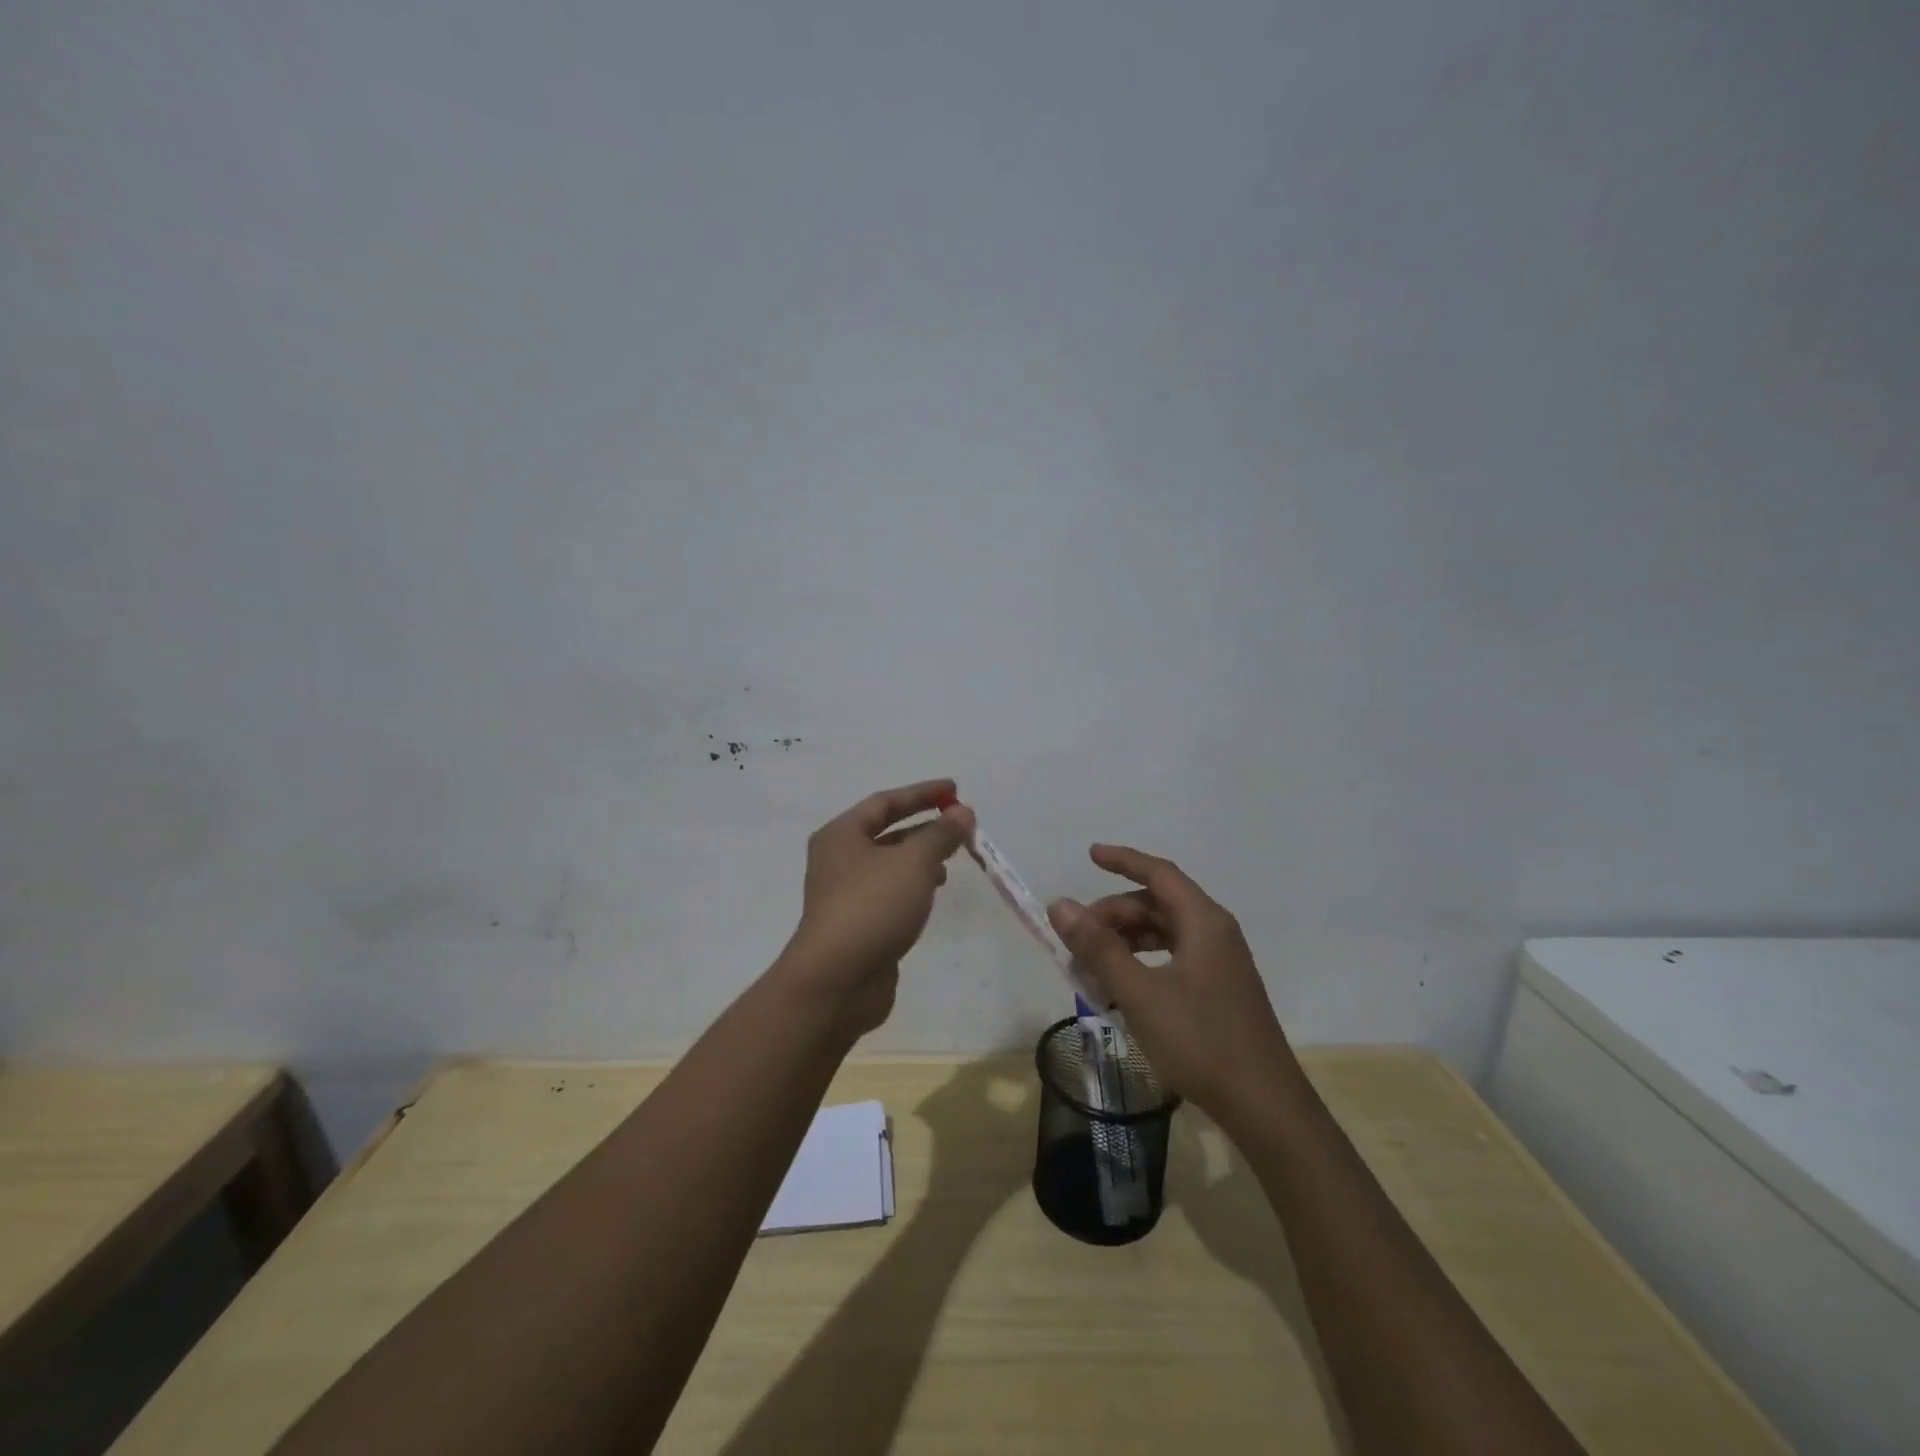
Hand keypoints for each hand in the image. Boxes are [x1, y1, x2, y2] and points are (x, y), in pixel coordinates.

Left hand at [778, 779, 973, 1037]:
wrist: (837, 981)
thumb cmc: (872, 907)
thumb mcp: (914, 862)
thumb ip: (940, 834)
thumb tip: (962, 813)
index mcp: (842, 834)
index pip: (885, 802)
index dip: (922, 793)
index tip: (954, 790)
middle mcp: (838, 859)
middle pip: (886, 832)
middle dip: (924, 826)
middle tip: (959, 824)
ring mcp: (845, 894)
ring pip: (889, 864)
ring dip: (920, 857)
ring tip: (952, 859)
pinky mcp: (857, 924)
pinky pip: (889, 892)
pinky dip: (913, 885)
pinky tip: (933, 893)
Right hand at [1047, 845, 1294, 1126]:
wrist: (1264, 1106)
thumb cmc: (1201, 1040)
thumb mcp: (1140, 993)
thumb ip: (1098, 948)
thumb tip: (1061, 906)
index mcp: (1203, 922)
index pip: (1159, 873)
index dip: (1123, 860)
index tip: (1090, 855)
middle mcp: (1215, 933)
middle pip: (1158, 904)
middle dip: (1115, 915)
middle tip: (1077, 938)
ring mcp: (1221, 963)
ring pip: (1165, 933)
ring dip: (1126, 941)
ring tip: (1091, 966)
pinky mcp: (1220, 990)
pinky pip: (1174, 958)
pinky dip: (1143, 963)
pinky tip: (1121, 989)